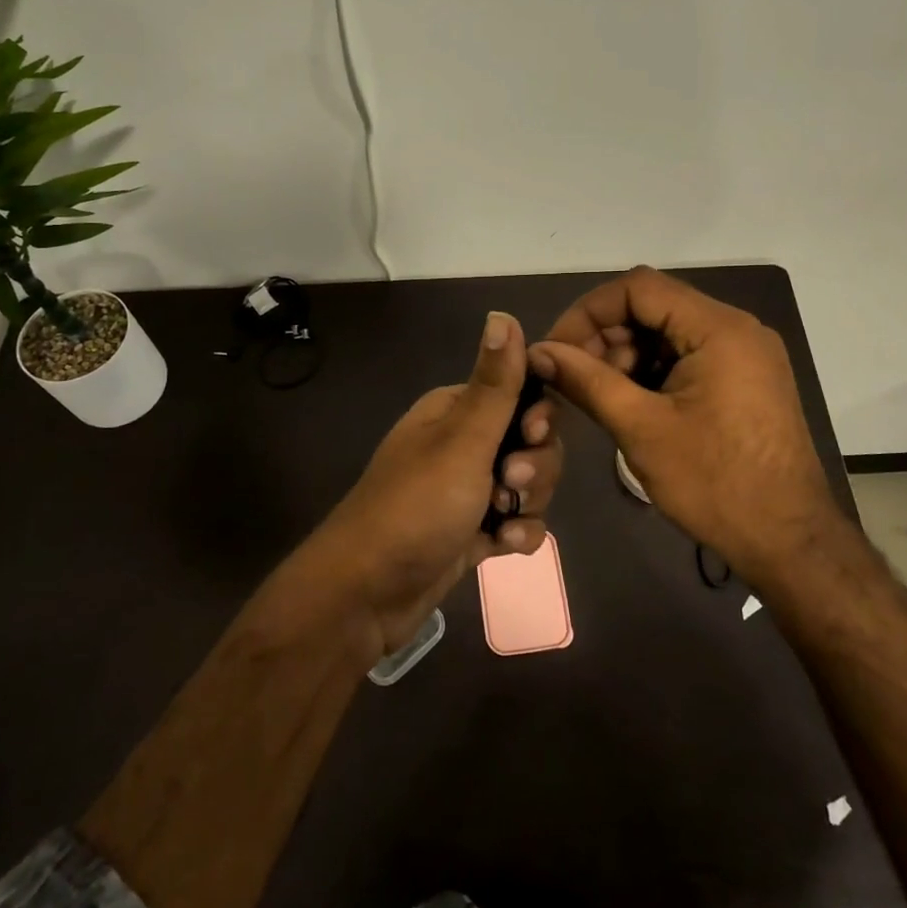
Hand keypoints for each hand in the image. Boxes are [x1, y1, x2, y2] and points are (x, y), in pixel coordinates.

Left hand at [308, 311, 561, 656]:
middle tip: (511, 483)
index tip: (534, 434)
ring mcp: (468, 490)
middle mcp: (463, 444)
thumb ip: (494, 383)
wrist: (367, 593)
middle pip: (532, 442)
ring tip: (502, 521)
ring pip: (529, 485)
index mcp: (456, 411)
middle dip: (535, 466)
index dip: (539, 415)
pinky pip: (516, 522)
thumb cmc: (417, 505)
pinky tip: (501, 548)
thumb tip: (502, 313)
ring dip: (528, 503)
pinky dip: (516, 533)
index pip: (521, 394)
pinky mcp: (472, 530)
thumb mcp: (462, 440)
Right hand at [529, 267, 837, 584]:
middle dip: (606, 337)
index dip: (588, 312)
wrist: (789, 541)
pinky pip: (688, 358)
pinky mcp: (746, 380)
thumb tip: (539, 352)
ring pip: (668, 334)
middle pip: (654, 307)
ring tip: (600, 399)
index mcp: (719, 329)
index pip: (638, 288)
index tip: (557, 350)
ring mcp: (745, 355)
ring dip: (626, 358)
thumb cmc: (714, 483)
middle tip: (572, 379)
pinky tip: (631, 406)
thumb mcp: (641, 428)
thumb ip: (586, 381)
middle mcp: (737, 329)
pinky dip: (653, 374)